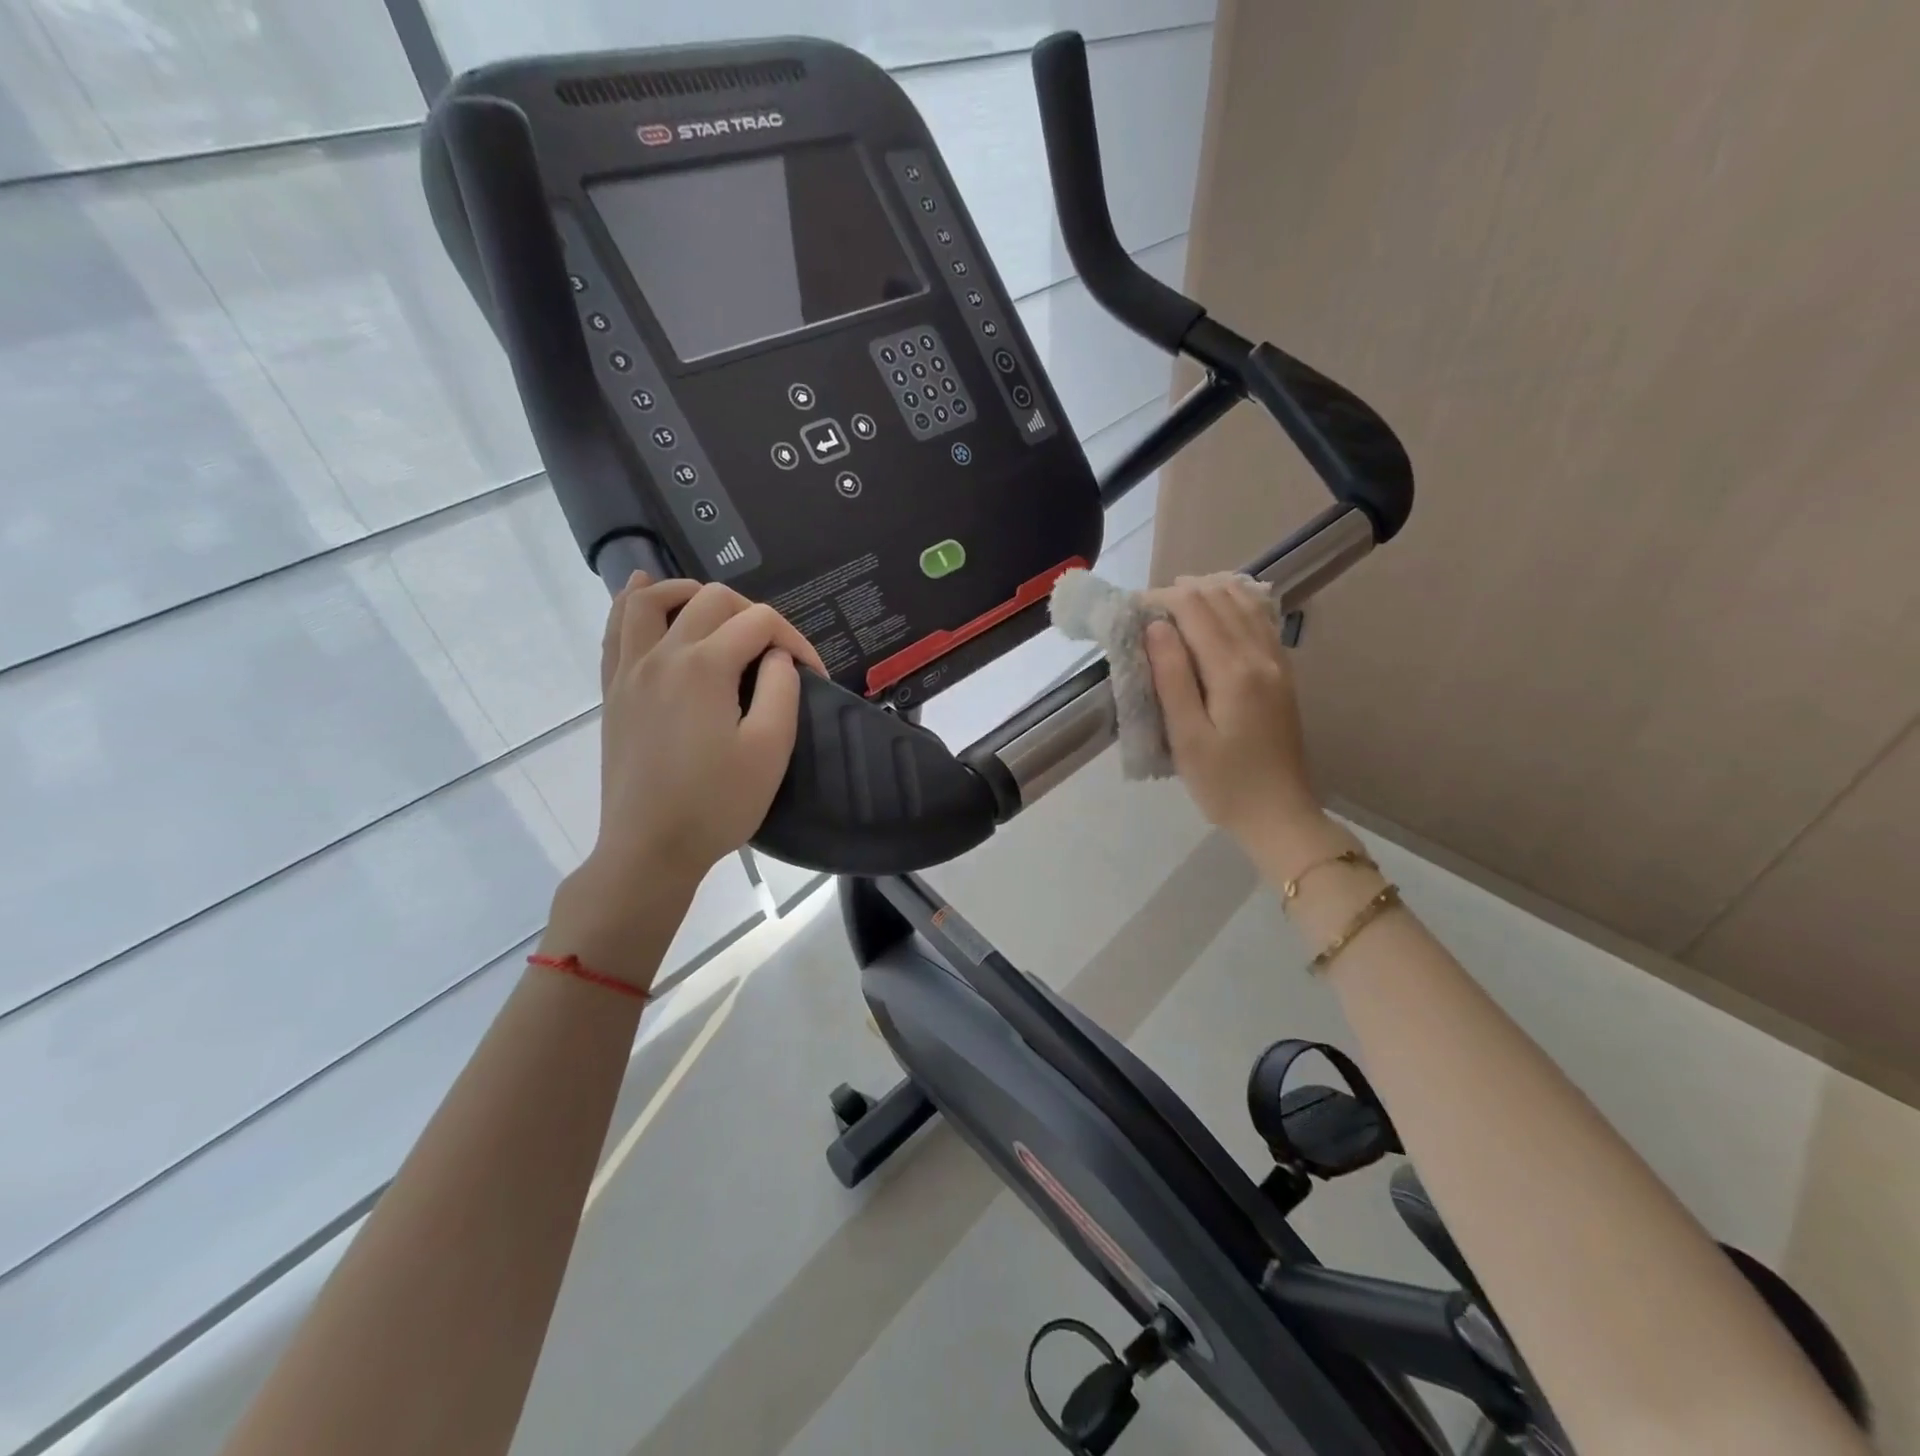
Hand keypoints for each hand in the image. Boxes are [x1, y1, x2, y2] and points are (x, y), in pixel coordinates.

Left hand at [588, 574, 825, 885]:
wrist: (649, 848)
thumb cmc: (717, 803)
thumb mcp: (770, 749)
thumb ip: (782, 689)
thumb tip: (777, 656)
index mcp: (705, 666)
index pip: (760, 623)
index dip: (796, 639)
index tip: (813, 674)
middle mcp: (662, 654)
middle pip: (711, 600)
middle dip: (752, 614)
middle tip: (773, 653)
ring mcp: (629, 670)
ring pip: (651, 600)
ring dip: (688, 592)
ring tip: (714, 609)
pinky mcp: (613, 691)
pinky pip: (616, 630)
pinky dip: (632, 603)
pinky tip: (643, 594)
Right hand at [1144, 574, 1327, 854]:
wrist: (1279, 814)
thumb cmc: (1223, 784)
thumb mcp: (1187, 737)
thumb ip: (1171, 678)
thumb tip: (1155, 626)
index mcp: (1233, 671)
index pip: (1195, 609)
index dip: (1160, 599)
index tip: (1130, 609)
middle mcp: (1260, 655)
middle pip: (1221, 598)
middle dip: (1181, 592)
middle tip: (1146, 609)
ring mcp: (1277, 662)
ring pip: (1245, 603)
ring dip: (1209, 592)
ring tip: (1176, 601)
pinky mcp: (1282, 673)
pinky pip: (1261, 620)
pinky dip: (1236, 604)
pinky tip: (1219, 608)